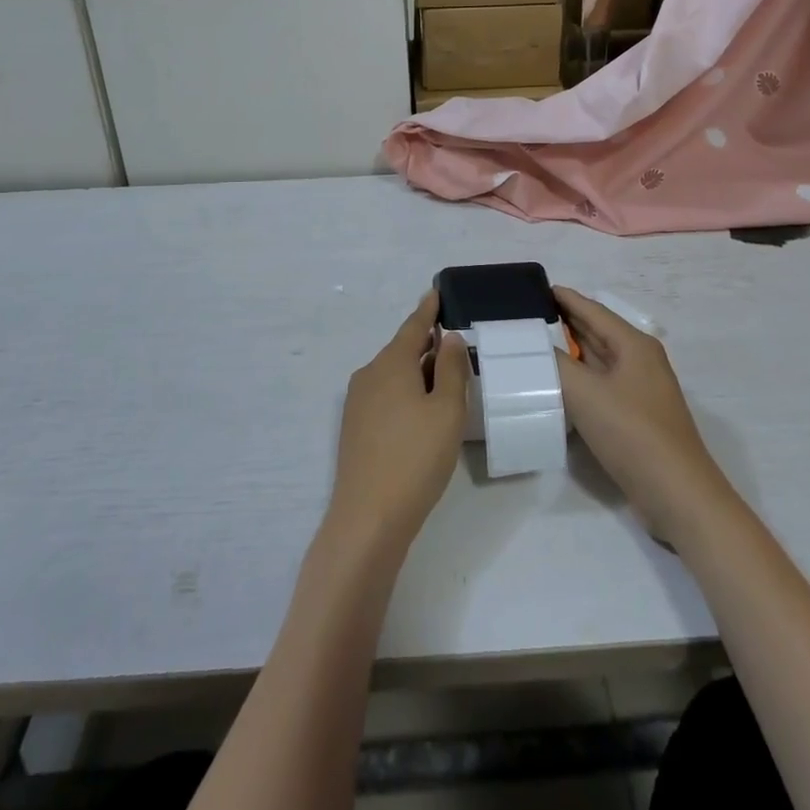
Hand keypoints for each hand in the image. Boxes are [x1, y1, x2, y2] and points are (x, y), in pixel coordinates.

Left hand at [325, 292, 470, 560]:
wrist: (368, 518)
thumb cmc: (416, 458)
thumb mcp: (447, 410)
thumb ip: (451, 369)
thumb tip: (447, 337)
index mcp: (391, 363)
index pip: (413, 326)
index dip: (428, 309)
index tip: (436, 292)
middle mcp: (369, 375)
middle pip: (402, 350)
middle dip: (427, 345)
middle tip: (454, 344)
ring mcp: (357, 402)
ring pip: (393, 375)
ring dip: (417, 372)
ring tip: (445, 380)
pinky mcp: (354, 428)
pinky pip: (385, 395)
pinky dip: (405, 393)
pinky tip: (421, 412)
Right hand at [555, 287, 736, 548]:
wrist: (678, 495)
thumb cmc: (633, 433)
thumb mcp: (586, 394)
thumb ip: (556, 365)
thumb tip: (534, 346)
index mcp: (634, 345)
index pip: (593, 310)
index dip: (565, 298)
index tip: (535, 288)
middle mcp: (639, 361)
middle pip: (597, 332)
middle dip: (564, 322)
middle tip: (526, 315)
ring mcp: (639, 390)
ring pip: (597, 360)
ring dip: (569, 351)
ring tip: (533, 344)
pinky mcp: (635, 417)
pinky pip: (600, 385)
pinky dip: (577, 379)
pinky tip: (555, 384)